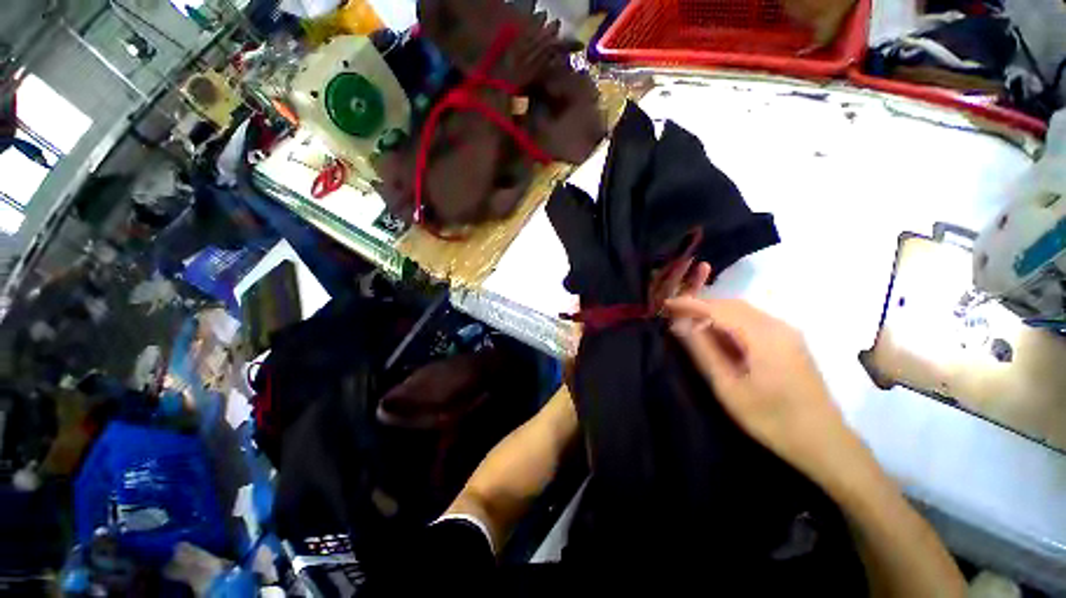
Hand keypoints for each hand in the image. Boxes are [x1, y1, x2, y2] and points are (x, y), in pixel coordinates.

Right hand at [664, 295, 859, 486]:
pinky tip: (718, 334)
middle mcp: (778, 325)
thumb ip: (703, 351)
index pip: (718, 309)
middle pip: (732, 304)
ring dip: (714, 312)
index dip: (689, 304)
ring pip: (743, 310)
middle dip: (701, 305)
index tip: (665, 304)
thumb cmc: (772, 419)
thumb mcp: (729, 387)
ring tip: (690, 323)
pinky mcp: (790, 341)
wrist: (825, 442)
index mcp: (764, 336)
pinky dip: (730, 321)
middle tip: (674, 314)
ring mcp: (788, 332)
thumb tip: (679, 324)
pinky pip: (754, 320)